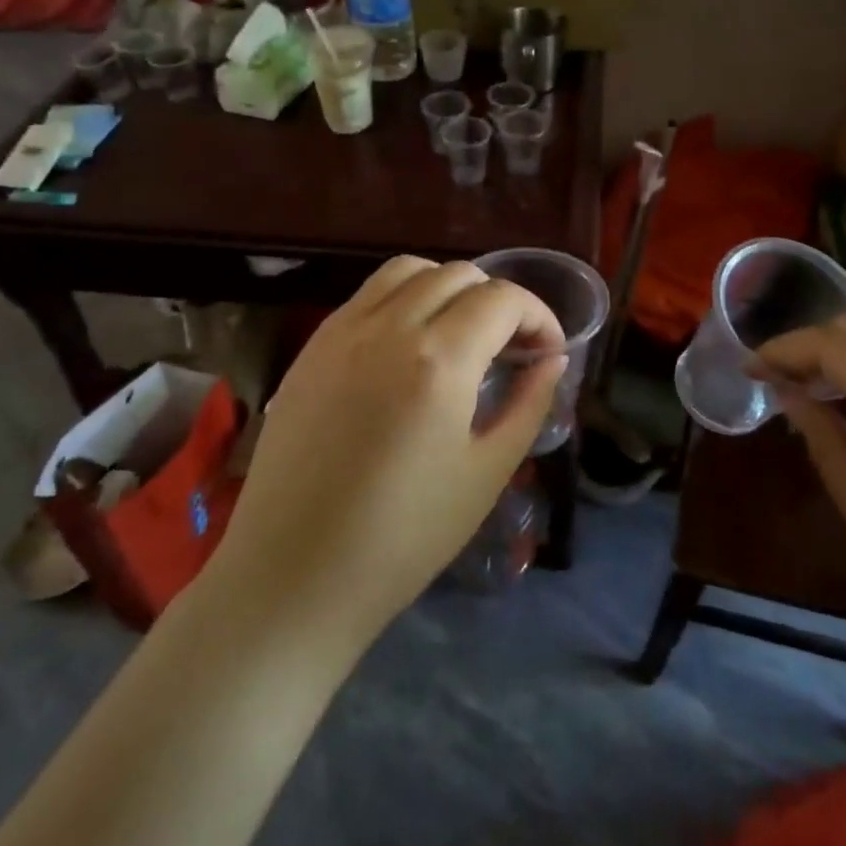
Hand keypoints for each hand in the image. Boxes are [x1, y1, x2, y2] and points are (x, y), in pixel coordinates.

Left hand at [206, 257, 565, 648]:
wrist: (293, 574)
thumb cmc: (403, 537)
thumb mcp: (486, 473)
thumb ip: (528, 404)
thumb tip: (552, 360)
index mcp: (440, 361)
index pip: (503, 299)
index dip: (539, 316)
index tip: (548, 352)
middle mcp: (388, 327)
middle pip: (459, 274)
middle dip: (498, 300)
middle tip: (509, 347)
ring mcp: (341, 331)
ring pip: (408, 271)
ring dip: (447, 288)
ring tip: (459, 335)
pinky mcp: (312, 347)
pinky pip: (367, 296)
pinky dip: (403, 299)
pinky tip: (408, 348)